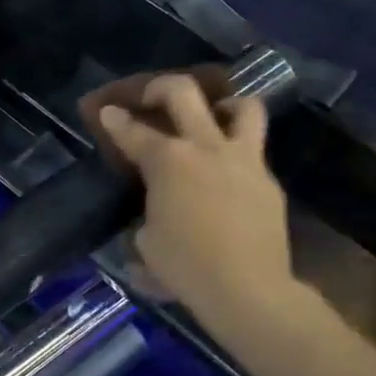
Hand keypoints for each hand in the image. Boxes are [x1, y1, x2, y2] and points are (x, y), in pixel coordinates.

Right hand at [97, 74, 295, 336]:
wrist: (248, 289)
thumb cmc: (186, 267)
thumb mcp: (148, 243)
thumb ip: (148, 216)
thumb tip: (154, 215)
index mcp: (167, 161)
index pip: (133, 131)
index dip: (114, 119)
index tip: (107, 111)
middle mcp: (205, 147)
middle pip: (183, 92)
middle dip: (160, 86)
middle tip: (153, 97)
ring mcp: (243, 160)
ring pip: (243, 107)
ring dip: (225, 105)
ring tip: (215, 118)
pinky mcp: (269, 181)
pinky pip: (254, 155)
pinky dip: (238, 157)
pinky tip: (230, 179)